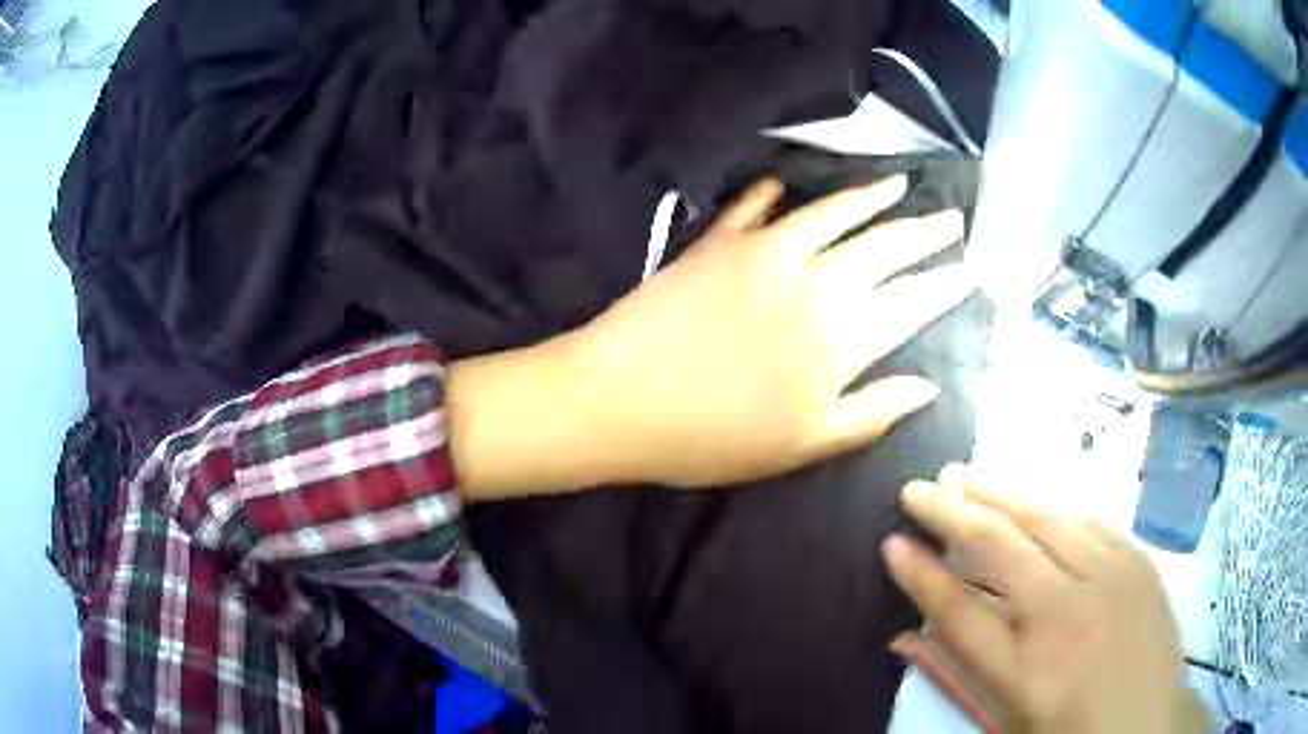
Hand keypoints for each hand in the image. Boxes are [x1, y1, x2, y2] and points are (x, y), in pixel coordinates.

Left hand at [446, 177, 972, 496]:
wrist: (619, 399)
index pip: (912, 303)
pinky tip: (783, 184)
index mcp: (841, 338)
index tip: (968, 271)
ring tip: (900, 185)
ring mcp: (765, 251)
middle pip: (884, 248)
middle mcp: (815, 281)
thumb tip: (927, 385)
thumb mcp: (805, 443)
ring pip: (833, 213)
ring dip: (870, 197)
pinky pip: (755, 207)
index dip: (944, 285)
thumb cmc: (714, 437)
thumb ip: (873, 411)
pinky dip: (772, 194)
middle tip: (951, 220)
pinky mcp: (719, 241)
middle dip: (924, 233)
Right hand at [883, 466, 1205, 733]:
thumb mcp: (1009, 713)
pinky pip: (1091, 517)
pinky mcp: (1139, 560)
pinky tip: (1038, 497)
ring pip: (1048, 515)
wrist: (1146, 725)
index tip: (890, 541)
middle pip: (1002, 542)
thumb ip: (965, 664)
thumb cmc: (1070, 728)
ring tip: (969, 473)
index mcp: (1028, 664)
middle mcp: (1068, 608)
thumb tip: (913, 628)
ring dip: (1003, 490)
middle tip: (922, 485)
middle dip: (955, 508)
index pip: (958, 607)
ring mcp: (1111, 575)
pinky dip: (1055, 503)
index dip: (921, 573)